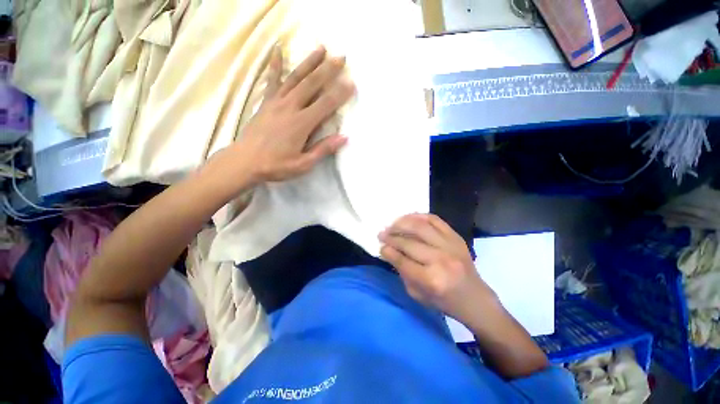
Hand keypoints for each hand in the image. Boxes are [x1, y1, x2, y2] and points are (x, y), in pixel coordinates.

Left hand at [227, 45, 354, 184]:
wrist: (245, 161)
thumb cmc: (276, 165)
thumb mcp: (303, 164)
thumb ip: (323, 149)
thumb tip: (344, 137)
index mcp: (301, 124)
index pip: (325, 104)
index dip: (340, 94)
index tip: (352, 83)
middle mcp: (290, 107)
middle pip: (312, 84)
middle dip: (328, 70)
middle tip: (341, 58)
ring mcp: (276, 102)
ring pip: (296, 77)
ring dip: (309, 62)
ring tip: (321, 49)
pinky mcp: (266, 102)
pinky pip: (272, 80)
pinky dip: (275, 64)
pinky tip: (278, 50)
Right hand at [379, 214, 496, 323]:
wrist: (475, 298)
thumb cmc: (444, 301)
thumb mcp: (417, 294)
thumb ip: (402, 271)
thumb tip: (388, 250)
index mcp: (431, 280)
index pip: (402, 260)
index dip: (388, 251)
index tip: (380, 245)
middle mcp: (441, 260)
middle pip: (409, 242)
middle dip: (391, 236)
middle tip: (381, 234)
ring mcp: (451, 246)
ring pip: (420, 227)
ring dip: (402, 223)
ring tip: (392, 224)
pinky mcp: (456, 237)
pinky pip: (435, 220)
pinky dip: (419, 216)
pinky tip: (409, 218)